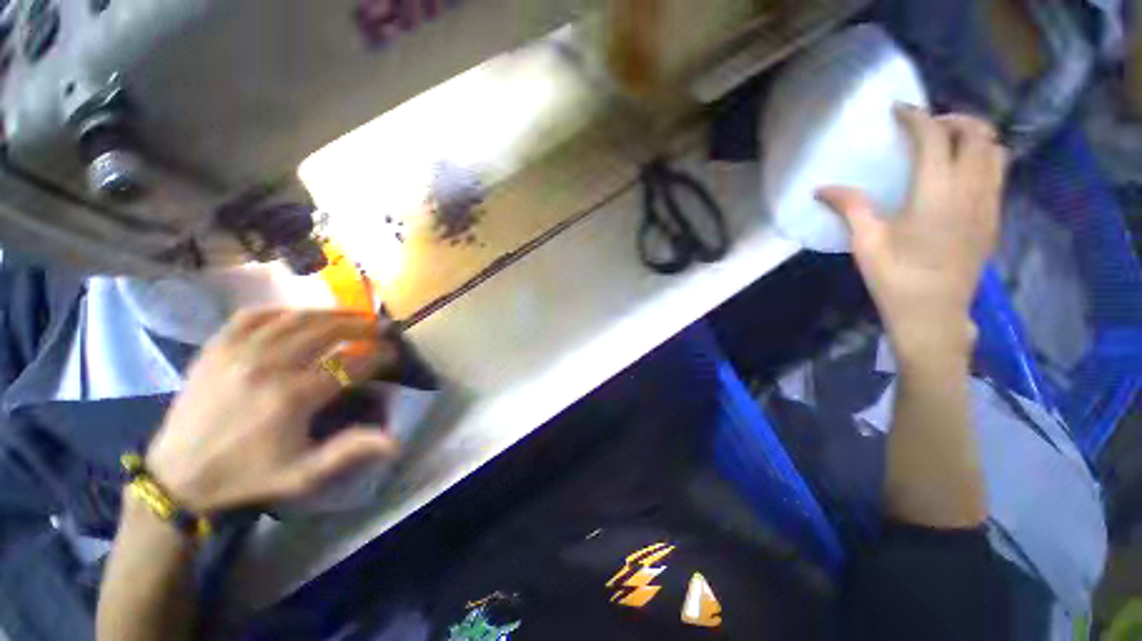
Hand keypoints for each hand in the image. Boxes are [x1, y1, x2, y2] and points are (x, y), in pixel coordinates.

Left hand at [144, 310, 400, 512]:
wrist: (177, 475)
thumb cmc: (248, 475)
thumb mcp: (303, 474)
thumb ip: (350, 451)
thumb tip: (397, 442)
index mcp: (293, 397)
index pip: (351, 363)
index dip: (379, 355)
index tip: (393, 354)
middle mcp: (269, 366)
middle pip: (327, 331)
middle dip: (361, 326)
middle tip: (380, 327)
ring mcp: (238, 352)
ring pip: (296, 318)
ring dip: (331, 313)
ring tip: (351, 315)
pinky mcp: (216, 347)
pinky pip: (254, 315)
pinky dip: (283, 310)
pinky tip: (298, 314)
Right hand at [817, 106, 1007, 359]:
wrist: (934, 315)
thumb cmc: (895, 279)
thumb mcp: (865, 243)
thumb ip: (850, 207)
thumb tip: (821, 189)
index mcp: (935, 193)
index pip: (934, 137)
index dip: (916, 117)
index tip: (898, 111)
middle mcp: (970, 189)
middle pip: (976, 133)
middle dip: (952, 119)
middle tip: (925, 127)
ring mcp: (988, 203)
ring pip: (996, 149)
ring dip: (974, 136)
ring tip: (948, 144)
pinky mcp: (994, 217)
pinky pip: (998, 172)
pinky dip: (983, 157)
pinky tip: (960, 173)